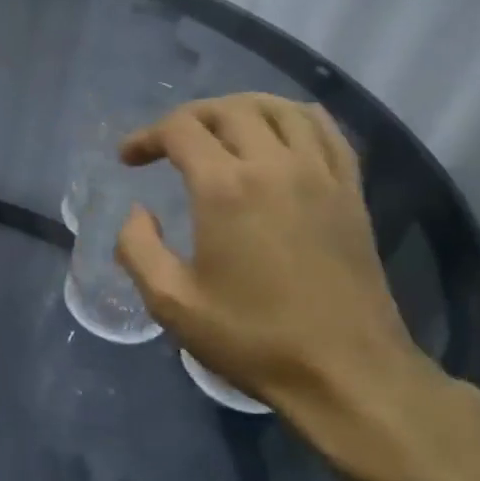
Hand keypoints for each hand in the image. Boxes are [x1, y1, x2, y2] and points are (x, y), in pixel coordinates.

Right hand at [114, 94, 479, 480]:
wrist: (346, 372)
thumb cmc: (252, 338)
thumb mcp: (172, 303)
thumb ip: (138, 248)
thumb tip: (137, 213)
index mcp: (226, 188)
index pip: (181, 129)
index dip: (146, 136)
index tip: (129, 159)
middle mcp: (275, 164)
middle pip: (228, 109)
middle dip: (189, 117)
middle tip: (168, 145)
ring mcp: (320, 173)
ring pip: (280, 108)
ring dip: (240, 109)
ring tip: (220, 130)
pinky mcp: (351, 190)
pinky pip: (325, 129)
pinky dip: (293, 118)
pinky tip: (280, 135)